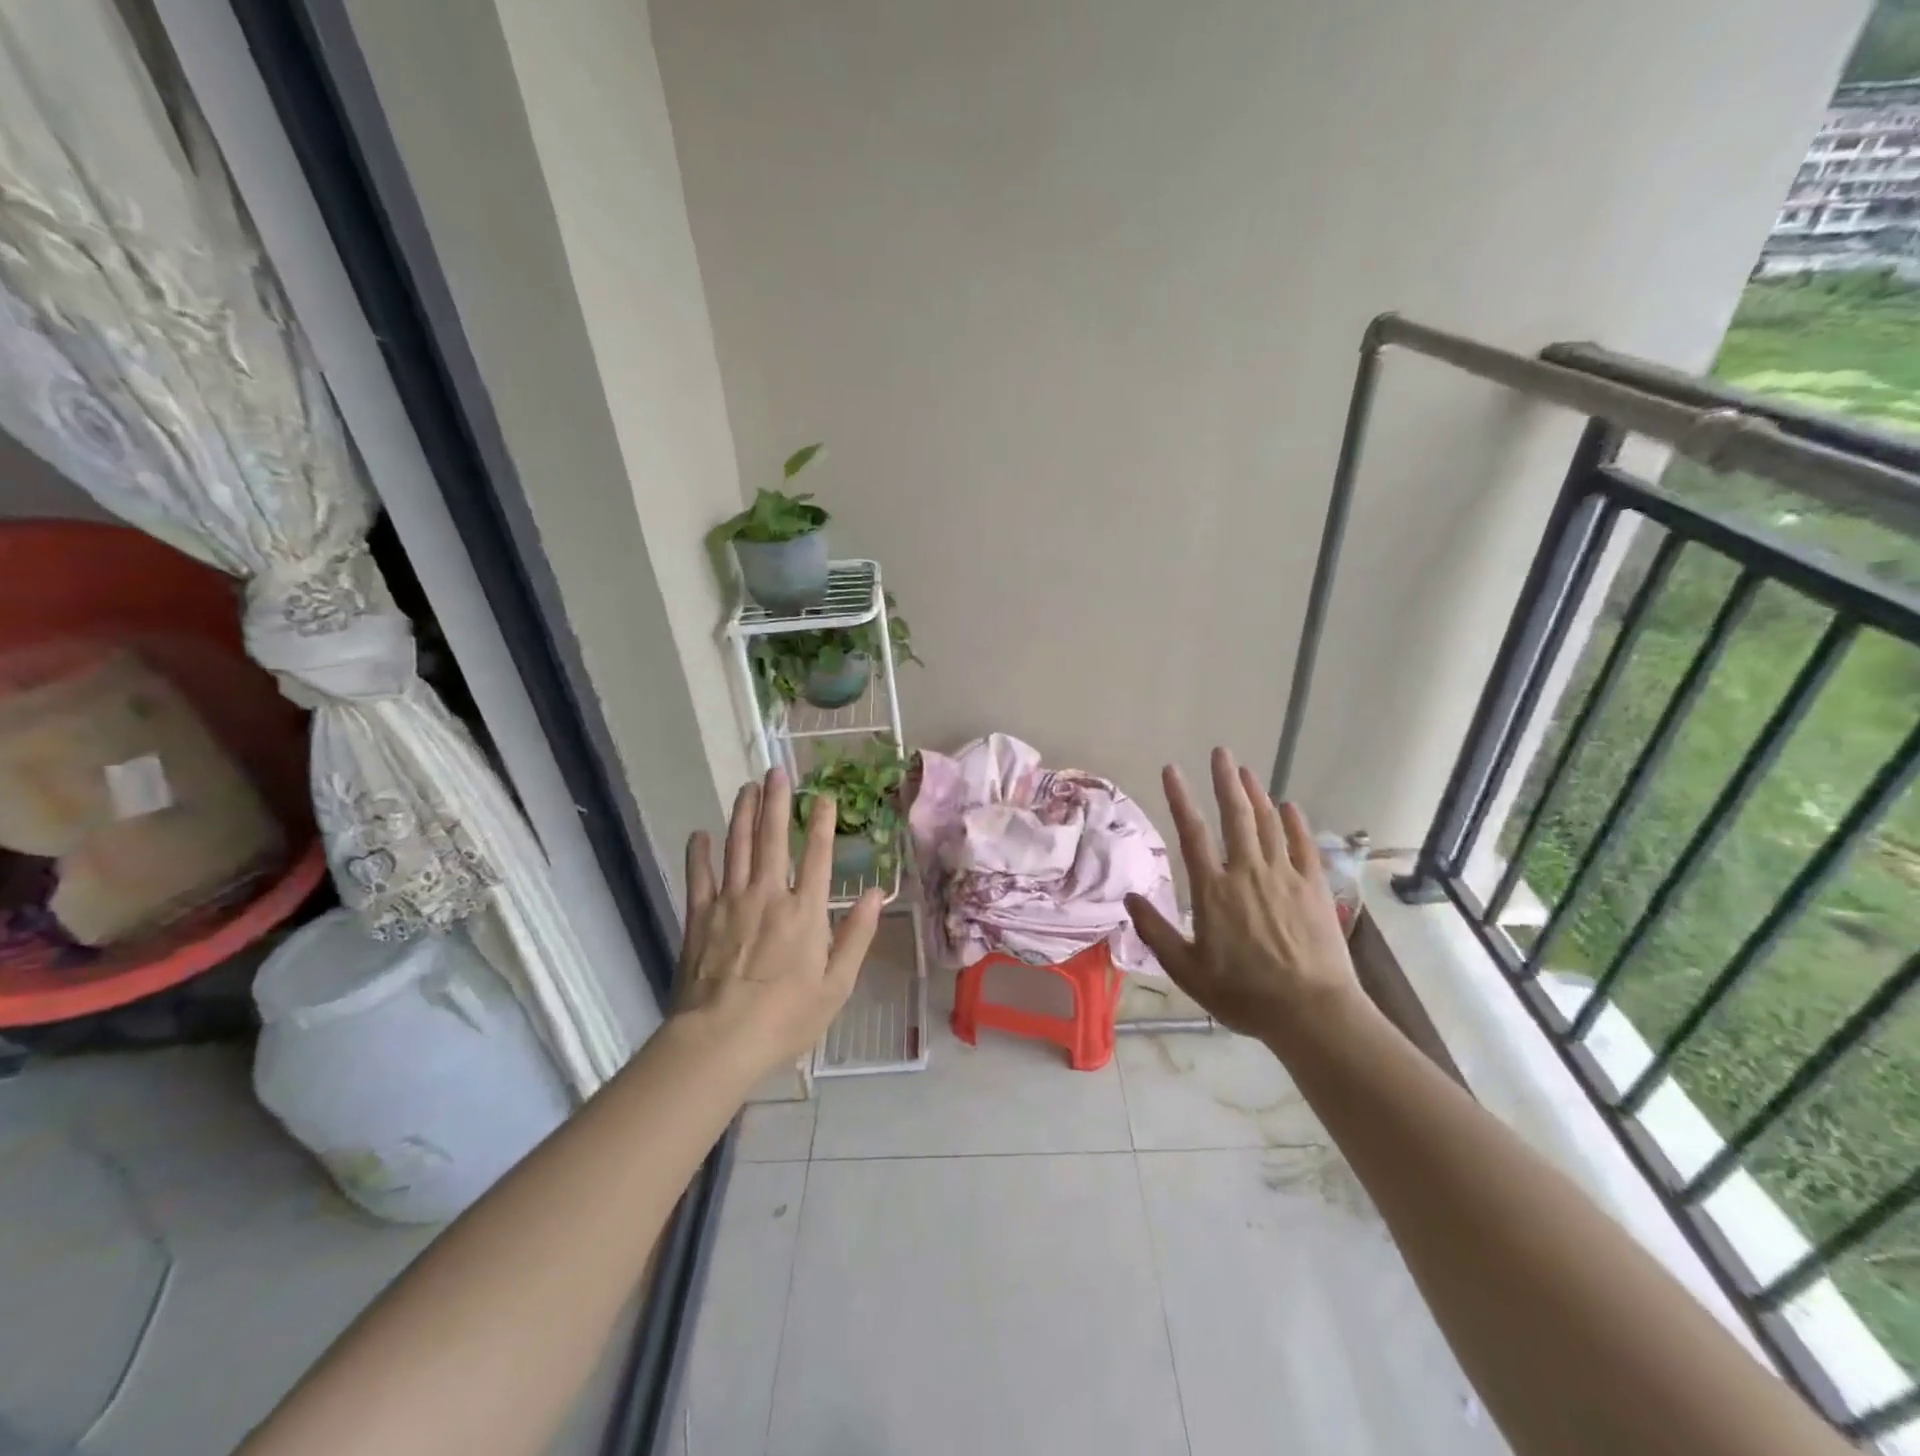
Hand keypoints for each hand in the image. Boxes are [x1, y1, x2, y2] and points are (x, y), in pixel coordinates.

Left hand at [674, 768, 882, 1076]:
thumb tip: (877, 894)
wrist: (719, 1040)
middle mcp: (769, 895)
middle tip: (776, 772)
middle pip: (773, 838)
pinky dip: (699, 853)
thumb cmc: (786, 1018)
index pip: (819, 855)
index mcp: (806, 912)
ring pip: (737, 847)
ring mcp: (730, 902)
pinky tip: (700, 834)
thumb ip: (857, 936)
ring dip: (743, 814)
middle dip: (777, 802)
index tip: (824, 796)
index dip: (823, 823)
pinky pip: (699, 876)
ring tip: (747, 788)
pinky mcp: (700, 917)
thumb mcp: (837, 985)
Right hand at [1124, 747, 1361, 1042]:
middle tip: (1221, 752)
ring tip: (1246, 771)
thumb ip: (1155, 931)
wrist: (1311, 1012)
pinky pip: (1303, 845)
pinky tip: (1290, 806)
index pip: (1192, 833)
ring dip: (1256, 794)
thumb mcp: (1187, 970)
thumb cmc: (1243, 994)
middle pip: (1236, 815)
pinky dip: (1295, 822)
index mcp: (1213, 890)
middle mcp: (1247, 872)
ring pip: (1268, 823)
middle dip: (1225, 781)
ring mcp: (1285, 876)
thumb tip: (1130, 899)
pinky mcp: (1314, 888)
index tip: (1171, 769)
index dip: (1179, 798)